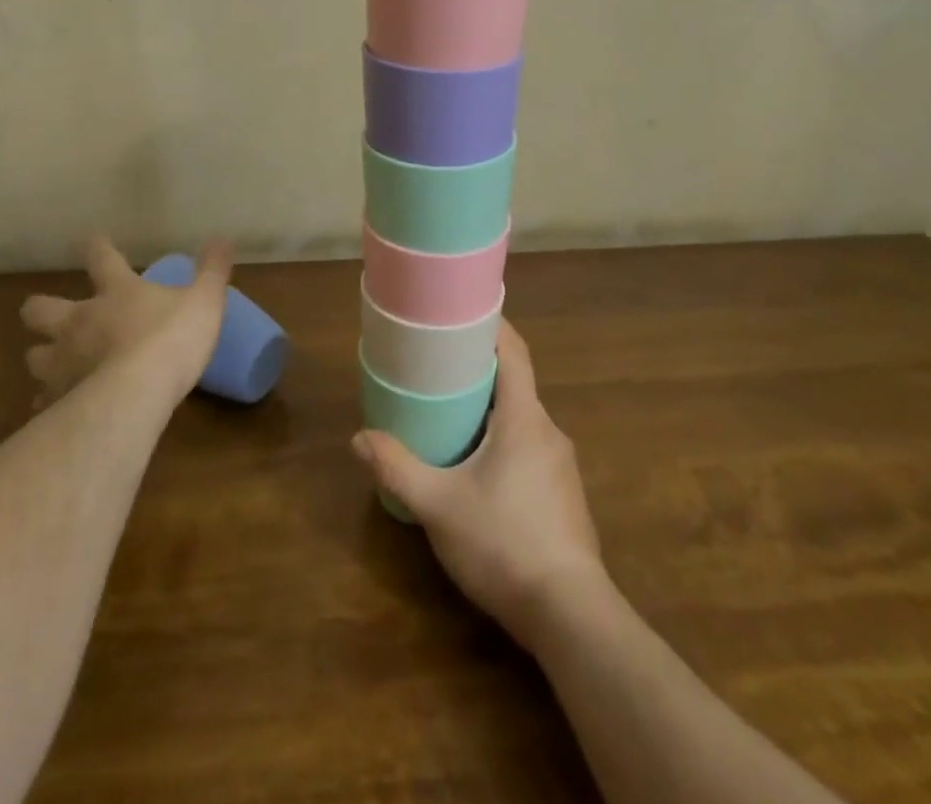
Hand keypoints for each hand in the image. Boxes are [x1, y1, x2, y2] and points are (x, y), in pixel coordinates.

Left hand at [20, 237, 231, 408]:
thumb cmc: (171, 339)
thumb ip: (212, 270)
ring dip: (43, 357)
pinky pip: (44, 400)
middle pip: (40, 308)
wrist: (136, 395)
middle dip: (40, 309)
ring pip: (34, 356)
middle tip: (51, 314)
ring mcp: (63, 361)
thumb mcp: (205, 300)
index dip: (96, 247)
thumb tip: (223, 238)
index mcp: (116, 292)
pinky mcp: (58, 399)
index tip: (90, 240)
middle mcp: (80, 321)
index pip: (101, 258)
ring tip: (56, 365)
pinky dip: (49, 402)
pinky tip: (60, 408)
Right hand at [351, 321, 606, 647]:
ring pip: (523, 421)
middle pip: (516, 384)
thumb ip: (398, 469)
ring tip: (452, 418)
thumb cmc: (504, 543)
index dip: (492, 326)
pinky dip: (504, 442)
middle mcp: (549, 432)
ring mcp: (562, 466)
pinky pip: (531, 449)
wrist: (571, 616)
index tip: (462, 314)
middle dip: (479, 372)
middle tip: (439, 370)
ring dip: (491, 412)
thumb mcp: (439, 505)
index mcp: (525, 418)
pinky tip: (479, 471)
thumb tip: (359, 438)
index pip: (515, 352)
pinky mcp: (564, 496)